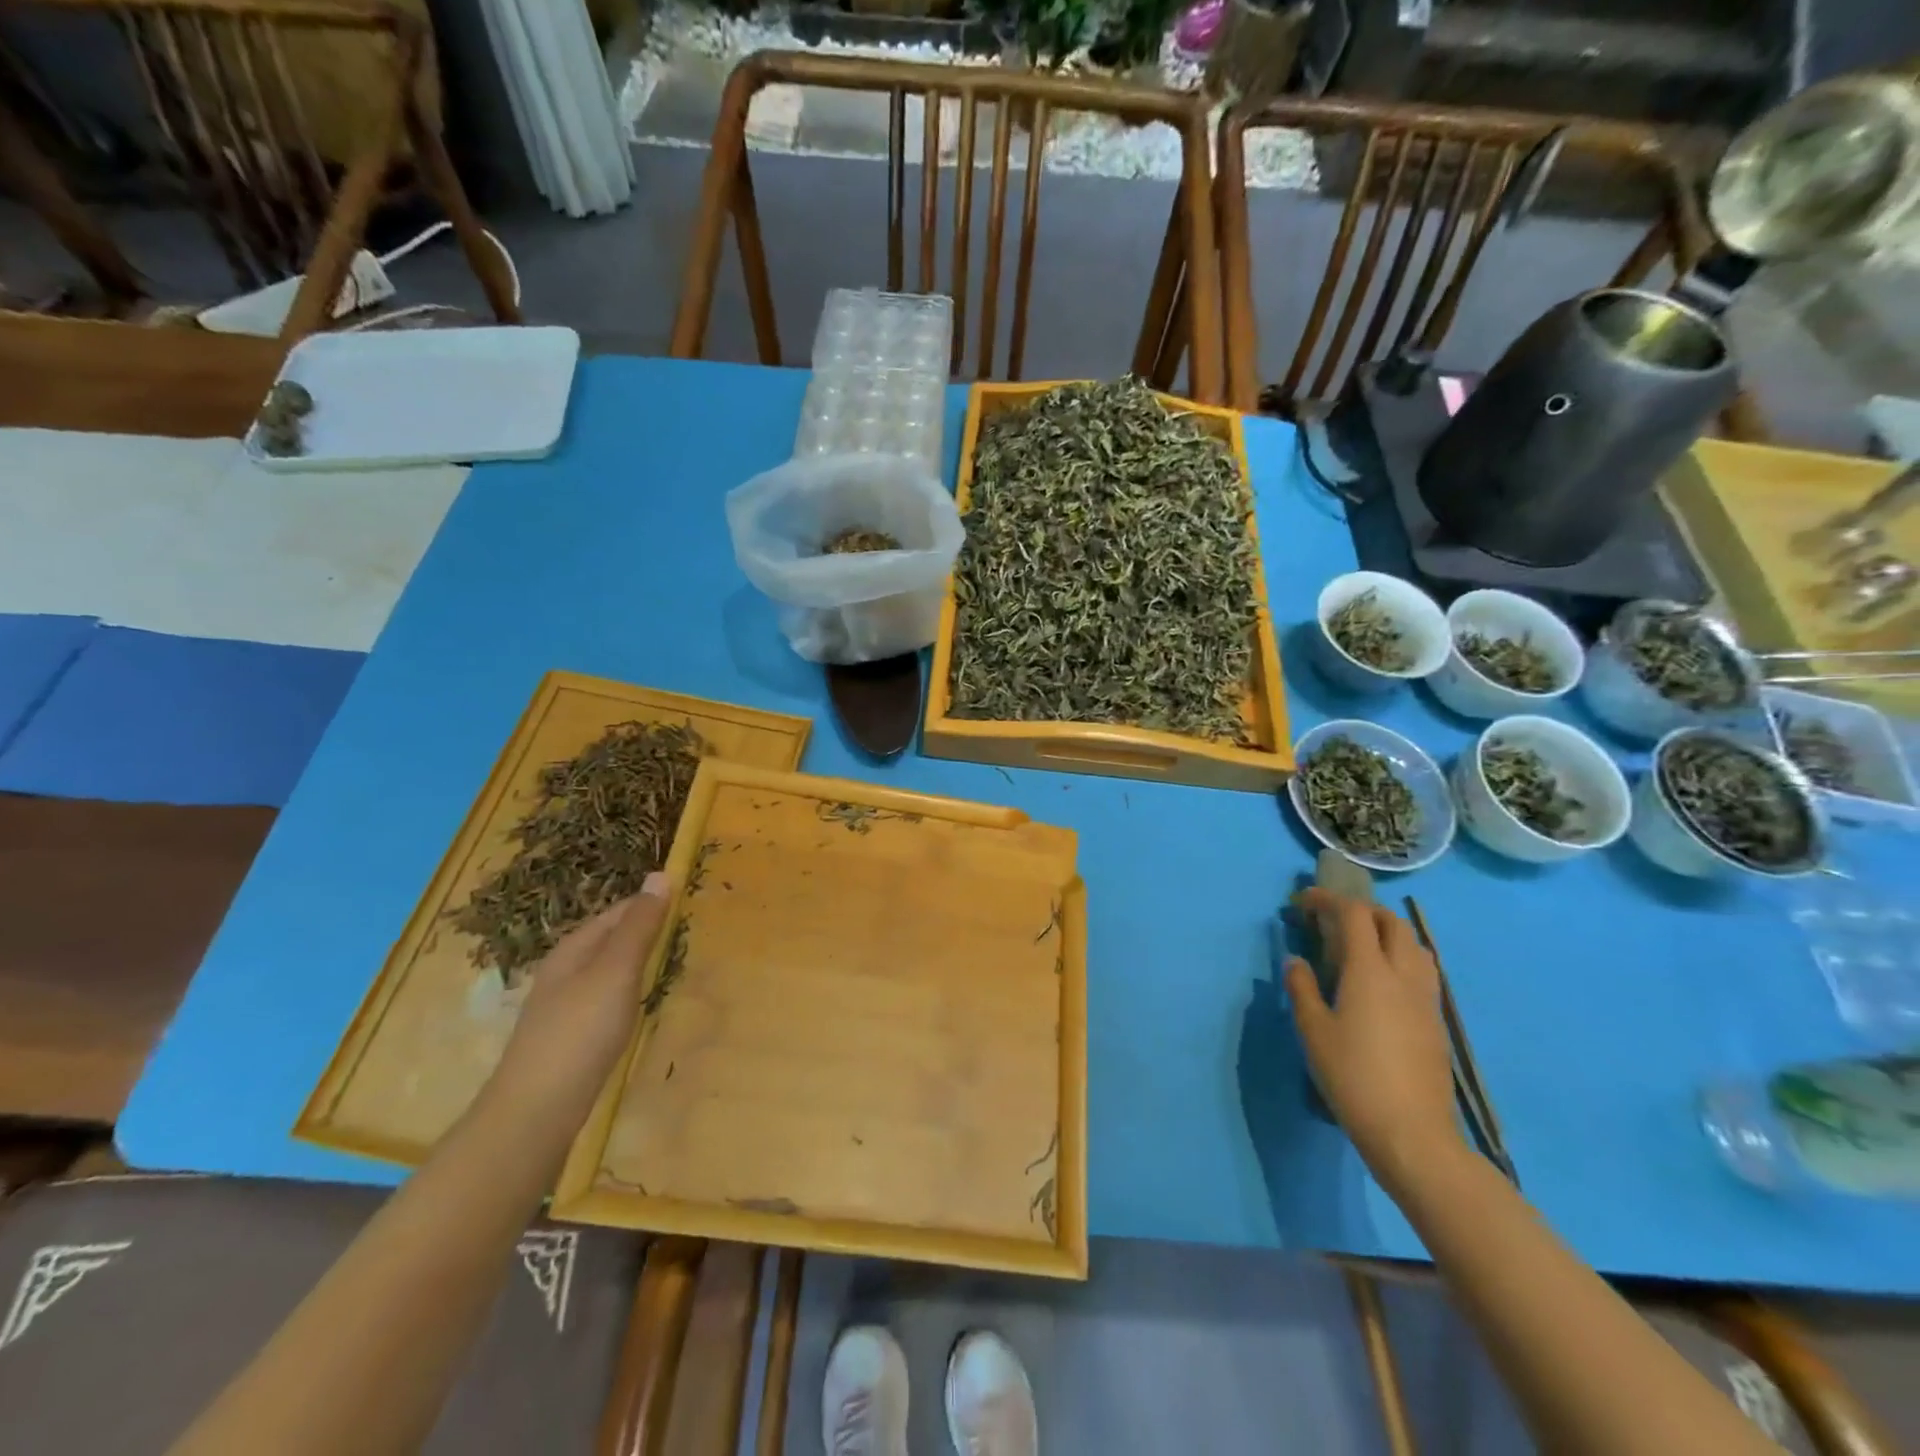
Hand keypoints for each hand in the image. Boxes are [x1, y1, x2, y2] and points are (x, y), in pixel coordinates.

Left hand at [485, 873, 673, 1133]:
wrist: (535, 1111)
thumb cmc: (580, 1031)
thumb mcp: (616, 971)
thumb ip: (639, 927)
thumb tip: (659, 874)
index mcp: (574, 948)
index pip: (618, 911)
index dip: (651, 904)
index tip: (689, 902)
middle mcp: (564, 970)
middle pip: (610, 938)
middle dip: (644, 931)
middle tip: (687, 932)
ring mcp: (563, 1005)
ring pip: (606, 969)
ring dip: (636, 962)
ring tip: (670, 963)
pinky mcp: (568, 1036)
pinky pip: (604, 998)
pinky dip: (627, 992)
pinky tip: (638, 1006)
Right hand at [1284, 888, 1461, 1187]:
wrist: (1411, 1132)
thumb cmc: (1352, 1075)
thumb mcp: (1312, 1030)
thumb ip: (1302, 988)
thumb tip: (1297, 961)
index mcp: (1370, 970)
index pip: (1354, 915)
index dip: (1327, 900)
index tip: (1302, 903)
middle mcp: (1403, 974)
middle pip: (1391, 922)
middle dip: (1361, 911)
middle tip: (1332, 921)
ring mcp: (1426, 998)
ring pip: (1414, 944)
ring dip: (1387, 931)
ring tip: (1361, 946)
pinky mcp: (1436, 1021)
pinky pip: (1422, 970)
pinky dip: (1400, 957)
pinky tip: (1382, 981)